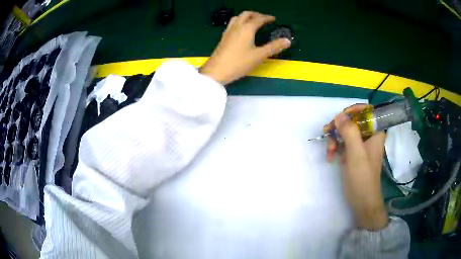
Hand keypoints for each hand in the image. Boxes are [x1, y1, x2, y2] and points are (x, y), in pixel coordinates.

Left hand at [200, 11, 291, 84]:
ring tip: (253, 22)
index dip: (267, 18)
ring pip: (237, 17)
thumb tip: (288, 41)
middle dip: (256, 14)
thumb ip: (274, 47)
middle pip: (246, 14)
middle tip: (263, 19)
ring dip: (246, 17)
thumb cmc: (239, 63)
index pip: (258, 19)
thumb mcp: (259, 56)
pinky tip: (241, 30)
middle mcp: (236, 26)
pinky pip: (232, 24)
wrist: (216, 70)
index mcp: (246, 29)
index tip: (273, 19)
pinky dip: (239, 22)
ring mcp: (228, 31)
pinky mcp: (223, 37)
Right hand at [324, 104, 388, 230]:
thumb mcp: (356, 153)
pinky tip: (331, 157)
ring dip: (335, 139)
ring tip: (329, 151)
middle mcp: (369, 136)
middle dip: (339, 127)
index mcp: (375, 132)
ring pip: (346, 132)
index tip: (340, 117)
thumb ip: (349, 132)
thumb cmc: (363, 176)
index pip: (367, 111)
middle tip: (328, 133)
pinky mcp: (353, 154)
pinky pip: (343, 143)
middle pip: (353, 121)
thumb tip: (339, 115)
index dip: (353, 110)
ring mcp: (360, 145)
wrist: (362, 200)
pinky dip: (335, 148)